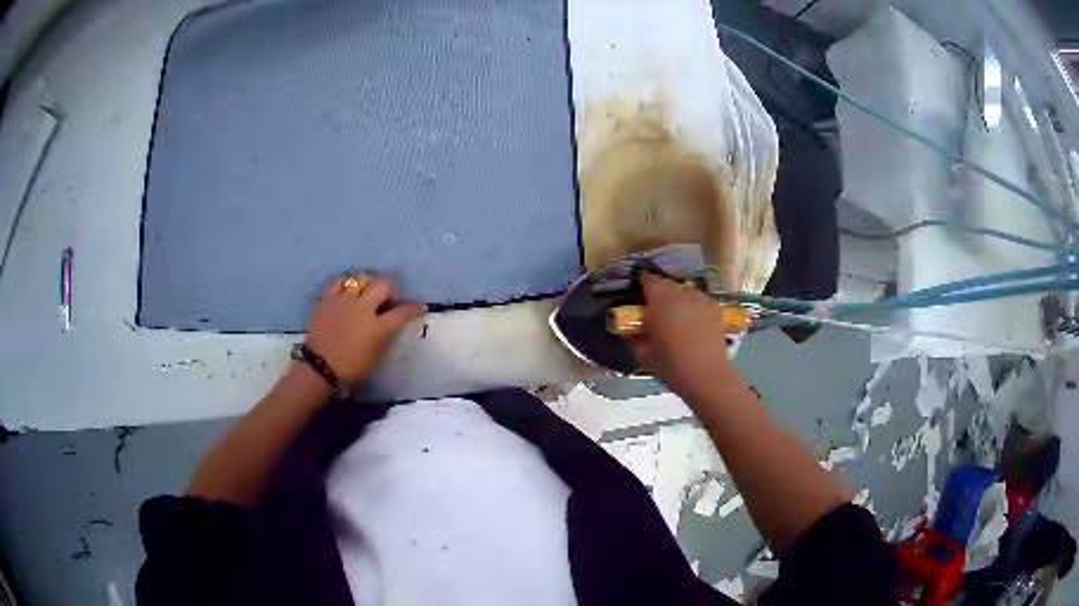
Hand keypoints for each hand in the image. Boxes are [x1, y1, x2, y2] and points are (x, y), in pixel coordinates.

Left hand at [305, 275, 426, 384]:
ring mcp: (343, 301)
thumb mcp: (377, 356)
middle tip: (388, 300)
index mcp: (378, 328)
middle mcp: (363, 309)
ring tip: (367, 293)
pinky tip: (348, 292)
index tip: (420, 308)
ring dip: (369, 284)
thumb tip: (392, 323)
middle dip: (391, 289)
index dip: (415, 308)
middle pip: (384, 284)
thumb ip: (387, 335)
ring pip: (362, 278)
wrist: (320, 370)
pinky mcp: (327, 300)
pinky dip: (347, 284)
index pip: (404, 311)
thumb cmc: (352, 370)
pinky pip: (339, 282)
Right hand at [632, 272, 732, 395]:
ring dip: (678, 301)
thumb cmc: (671, 363)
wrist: (706, 375)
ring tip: (676, 319)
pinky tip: (692, 325)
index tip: (639, 297)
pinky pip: (699, 303)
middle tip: (655, 312)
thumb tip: (632, 331)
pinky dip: (693, 309)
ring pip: (685, 292)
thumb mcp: (643, 352)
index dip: (642, 286)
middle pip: (668, 285)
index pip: (648, 280)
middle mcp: (682, 292)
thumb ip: (635, 337)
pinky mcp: (716, 310)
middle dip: (661, 294)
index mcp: (661, 298)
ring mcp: (702, 299)